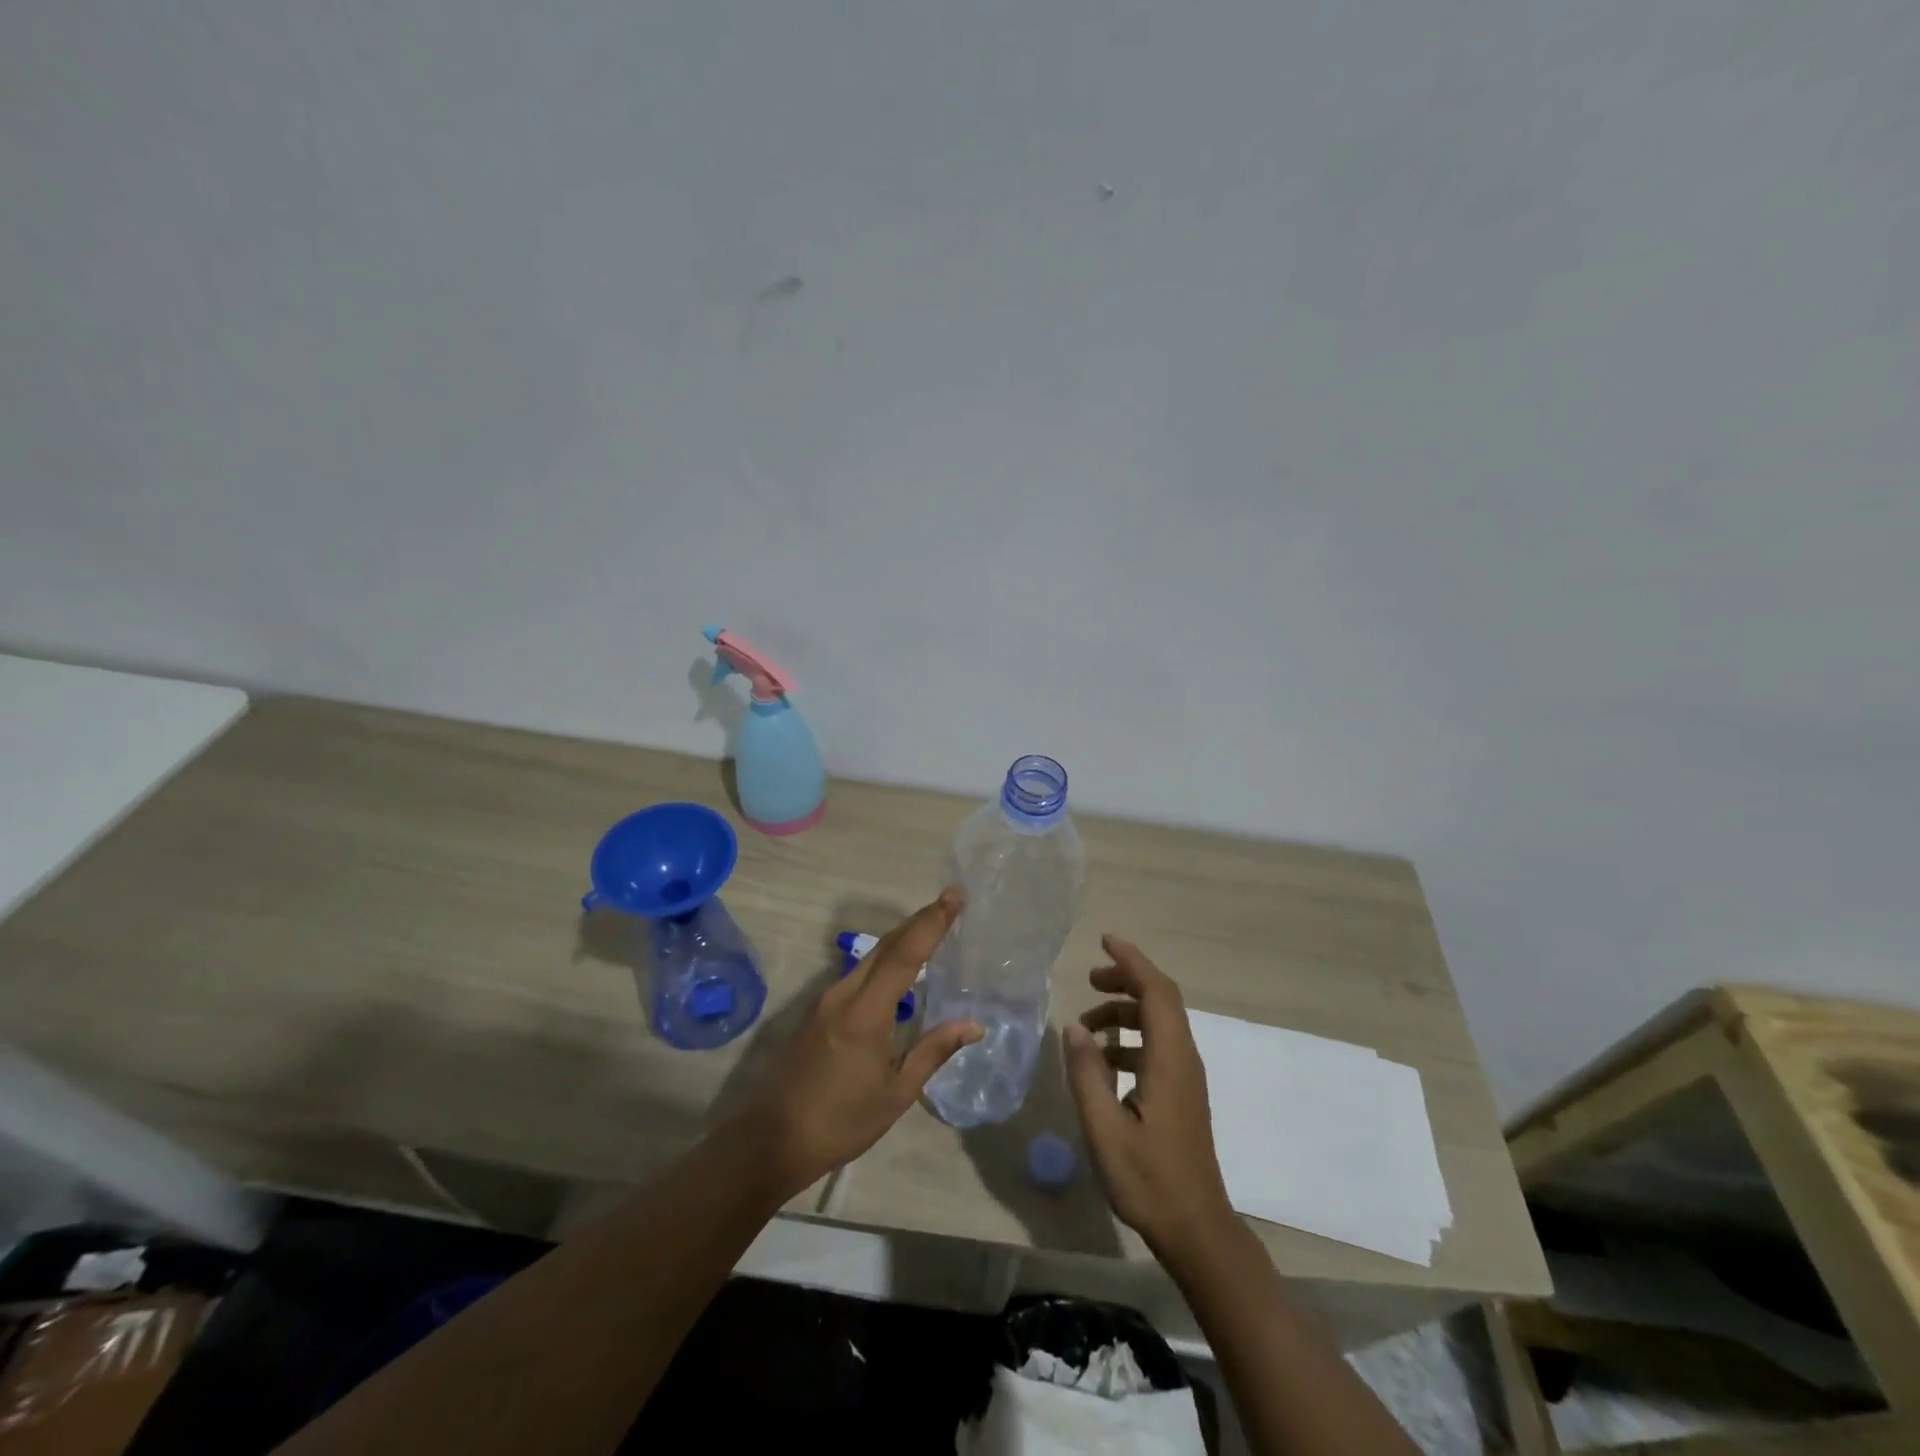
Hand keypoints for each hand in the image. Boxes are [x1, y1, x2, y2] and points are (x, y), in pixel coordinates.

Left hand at [734, 888, 980, 1198]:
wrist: (770, 1140)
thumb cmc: (840, 1122)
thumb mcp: (896, 1094)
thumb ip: (933, 1051)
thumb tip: (974, 1025)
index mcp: (866, 1012)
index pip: (905, 954)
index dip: (932, 922)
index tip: (954, 895)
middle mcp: (843, 995)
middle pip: (885, 946)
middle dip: (919, 920)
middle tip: (949, 902)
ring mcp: (825, 1001)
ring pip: (869, 958)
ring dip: (901, 939)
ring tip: (931, 929)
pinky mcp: (816, 1012)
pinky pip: (857, 974)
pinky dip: (883, 961)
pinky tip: (898, 970)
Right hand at [1064, 935, 1234, 1256]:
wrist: (1196, 1229)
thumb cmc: (1149, 1179)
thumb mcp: (1104, 1129)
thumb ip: (1087, 1073)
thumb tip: (1074, 1026)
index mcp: (1169, 1060)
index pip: (1156, 991)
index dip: (1132, 961)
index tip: (1105, 941)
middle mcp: (1183, 1059)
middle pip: (1161, 1000)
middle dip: (1126, 980)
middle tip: (1089, 979)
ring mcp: (1186, 1077)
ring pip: (1159, 1023)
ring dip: (1125, 1011)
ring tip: (1087, 1025)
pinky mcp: (1181, 1094)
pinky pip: (1157, 1046)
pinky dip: (1130, 1037)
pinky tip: (1104, 1060)